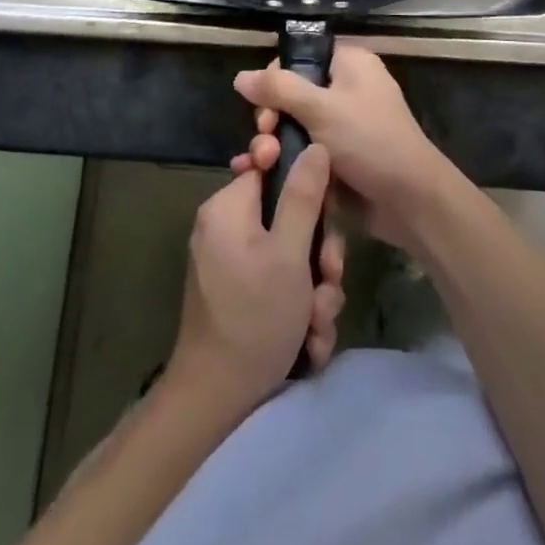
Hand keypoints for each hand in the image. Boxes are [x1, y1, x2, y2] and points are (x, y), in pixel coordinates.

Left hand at [170, 147, 345, 414]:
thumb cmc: (254, 317)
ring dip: (315, 291)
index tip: (326, 216)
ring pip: (292, 258)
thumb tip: (315, 145)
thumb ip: (304, 197)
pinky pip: (279, 285)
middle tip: (328, 282)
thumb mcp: (289, 254)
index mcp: (229, 207)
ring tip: (316, 324)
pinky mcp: (240, 295)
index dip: (306, 188)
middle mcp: (227, 228)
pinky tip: (307, 341)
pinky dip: (298, 310)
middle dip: (318, 256)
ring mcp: (232, 264)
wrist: (216, 400)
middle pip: (289, 217)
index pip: (273, 168)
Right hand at [232, 45, 463, 254]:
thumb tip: (240, 76)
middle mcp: (345, 89)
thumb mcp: (321, 108)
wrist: (410, 201)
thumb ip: (278, 89)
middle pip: (291, 94)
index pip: (300, 57)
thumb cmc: (369, 140)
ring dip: (272, 144)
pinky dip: (283, 161)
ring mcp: (341, 126)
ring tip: (262, 163)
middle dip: (270, 117)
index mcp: (349, 64)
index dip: (275, 77)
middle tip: (265, 138)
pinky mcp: (336, 158)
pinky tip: (258, 175)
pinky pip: (301, 152)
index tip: (263, 105)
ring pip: (293, 126)